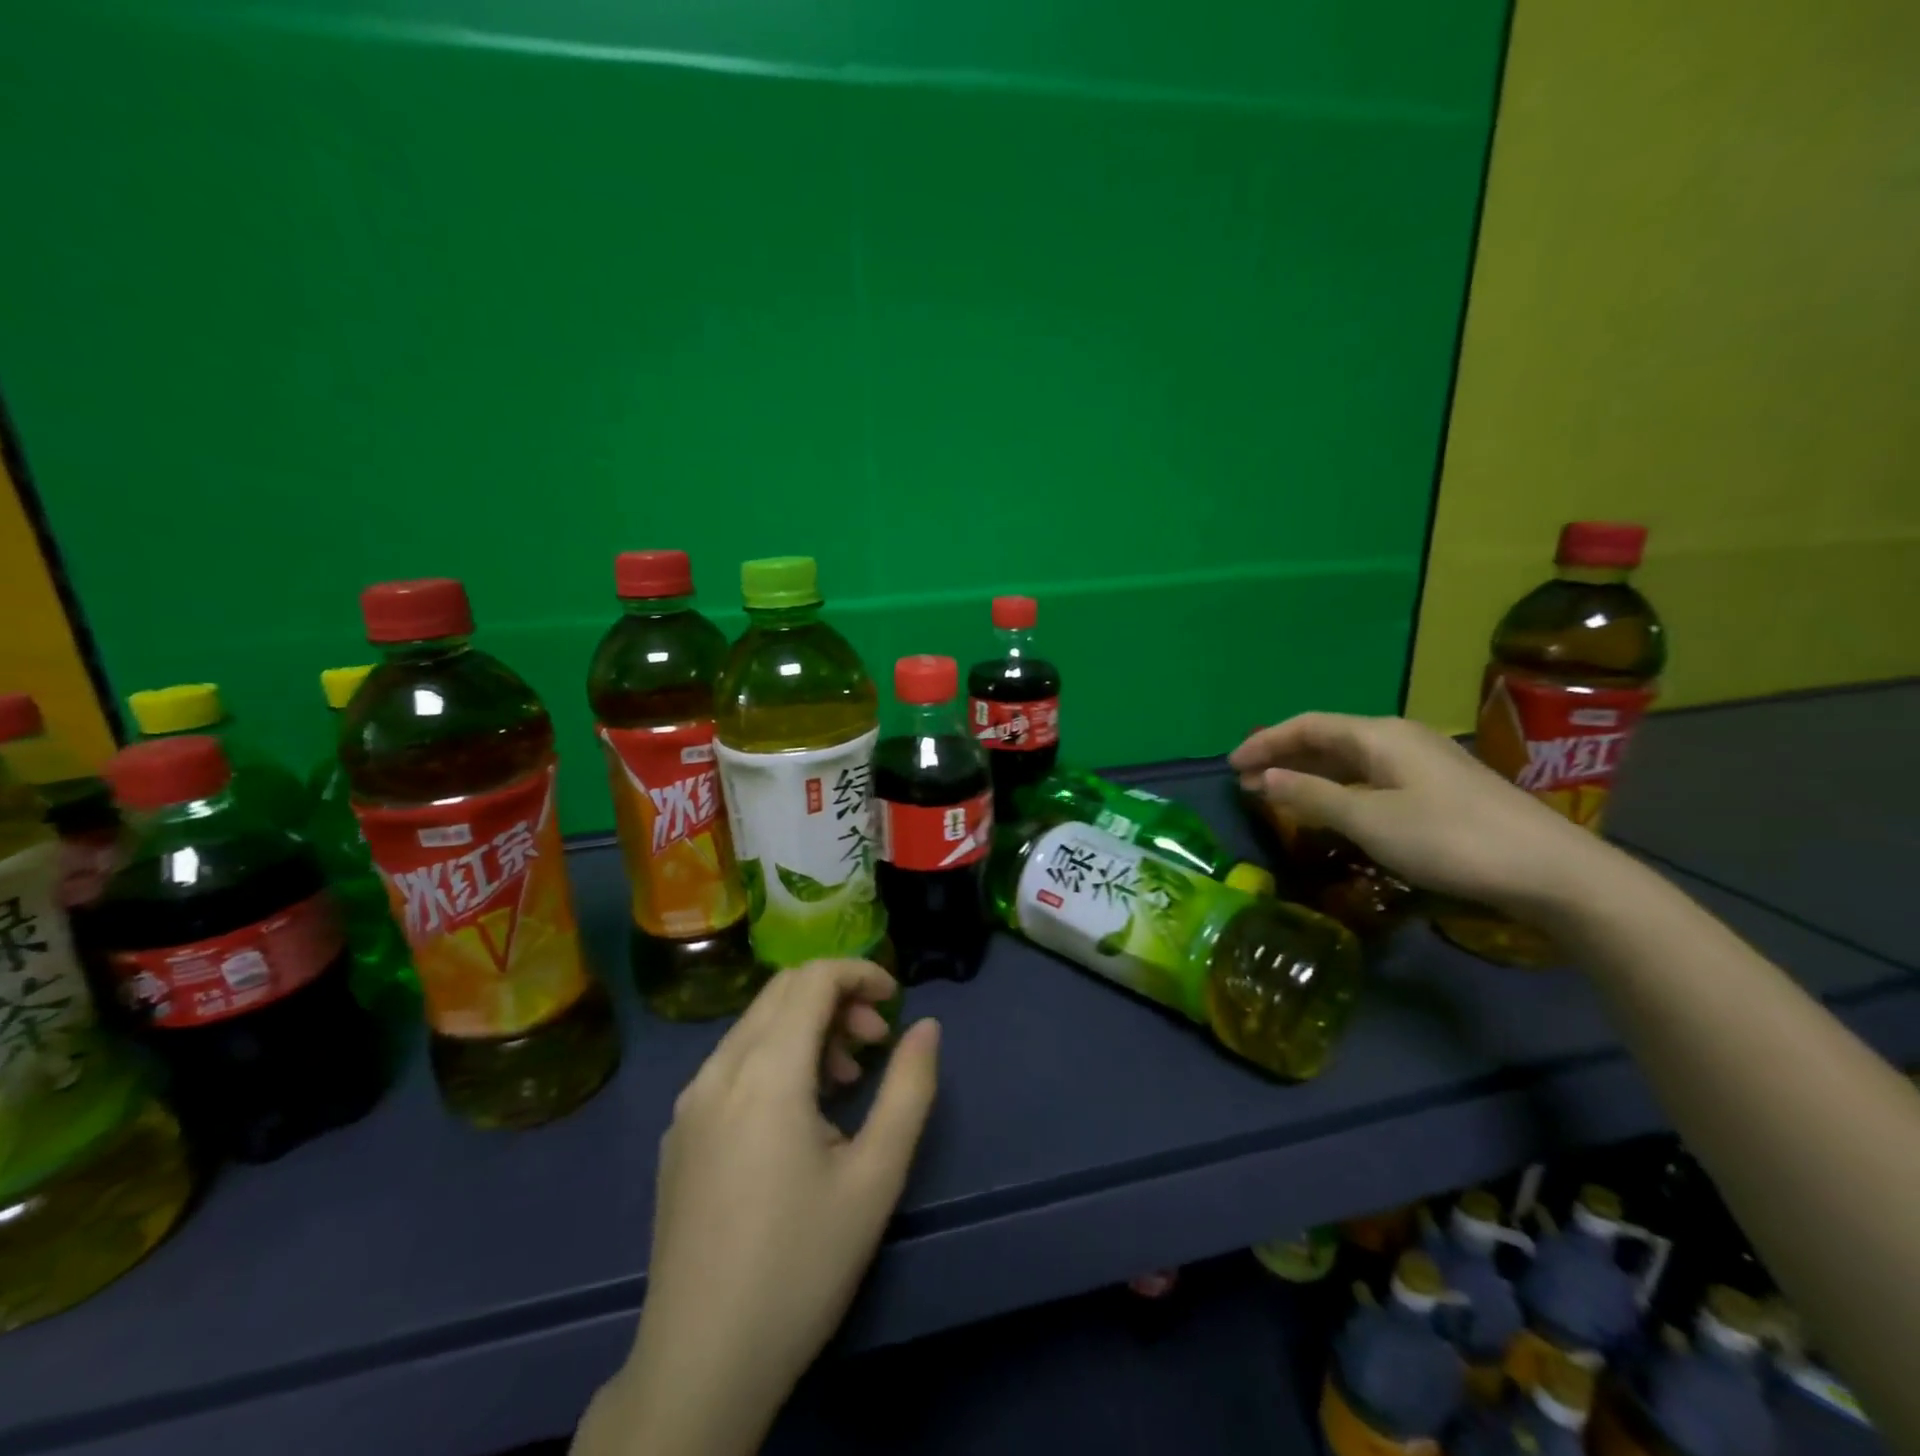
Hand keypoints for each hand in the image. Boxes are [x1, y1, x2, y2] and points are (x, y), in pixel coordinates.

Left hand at [578, 960, 940, 1455]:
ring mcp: (690, 1101)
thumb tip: (927, 1027)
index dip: (860, 972)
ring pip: (755, 1024)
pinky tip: (797, 1115)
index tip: (896, 1001)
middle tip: (875, 1042)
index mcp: (766, 1072)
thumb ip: (908, 1089)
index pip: (812, 978)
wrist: (699, 1365)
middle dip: (837, 997)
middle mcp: (718, 1070)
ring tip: (844, 1081)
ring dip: (806, 1027)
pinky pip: (732, 1061)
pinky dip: (774, 1056)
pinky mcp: (679, 1132)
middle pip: (781, 991)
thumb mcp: (875, 1178)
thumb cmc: (801, 1266)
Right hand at [1229, 713, 1609, 918]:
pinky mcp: (1437, 789)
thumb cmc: (1449, 839)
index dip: (1266, 742)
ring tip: (1277, 795)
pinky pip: (1369, 778)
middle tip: (1248, 783)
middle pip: (1327, 738)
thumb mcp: (1370, 820)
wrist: (1550, 871)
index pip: (1308, 725)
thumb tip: (1266, 778)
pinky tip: (1329, 809)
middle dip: (1283, 757)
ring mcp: (1421, 764)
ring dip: (1309, 774)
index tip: (1232, 766)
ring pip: (1349, 760)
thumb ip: (1313, 796)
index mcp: (1379, 735)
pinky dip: (1337, 789)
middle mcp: (1398, 739)